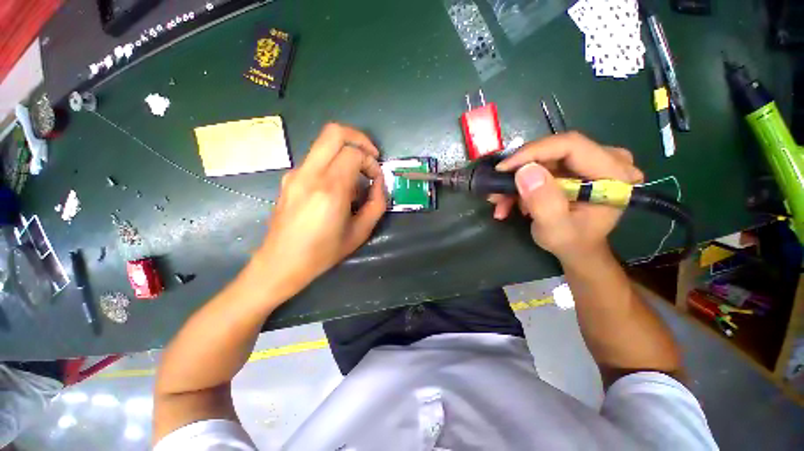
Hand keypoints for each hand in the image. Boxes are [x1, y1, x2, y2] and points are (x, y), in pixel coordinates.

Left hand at [255, 123, 385, 293]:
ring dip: (346, 151)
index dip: (371, 162)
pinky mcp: (289, 178)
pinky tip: (338, 186)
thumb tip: (379, 184)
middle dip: (359, 139)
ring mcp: (296, 173)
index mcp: (329, 189)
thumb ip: (376, 204)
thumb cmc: (323, 252)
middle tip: (371, 156)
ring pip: (324, 142)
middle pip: (334, 132)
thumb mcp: (360, 232)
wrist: (281, 262)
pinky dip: (333, 162)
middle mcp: (309, 174)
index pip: (354, 154)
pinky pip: (316, 158)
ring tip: (356, 176)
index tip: (376, 179)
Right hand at [490, 132, 642, 264]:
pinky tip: (509, 201)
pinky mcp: (575, 166)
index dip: (533, 152)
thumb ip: (543, 202)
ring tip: (499, 201)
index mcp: (614, 174)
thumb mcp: (555, 229)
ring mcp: (590, 161)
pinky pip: (542, 166)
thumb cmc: (571, 242)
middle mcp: (607, 160)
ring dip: (517, 179)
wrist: (577, 249)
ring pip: (543, 159)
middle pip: (554, 150)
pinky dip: (522, 182)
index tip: (503, 168)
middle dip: (520, 170)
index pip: (571, 145)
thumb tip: (525, 171)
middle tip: (497, 188)